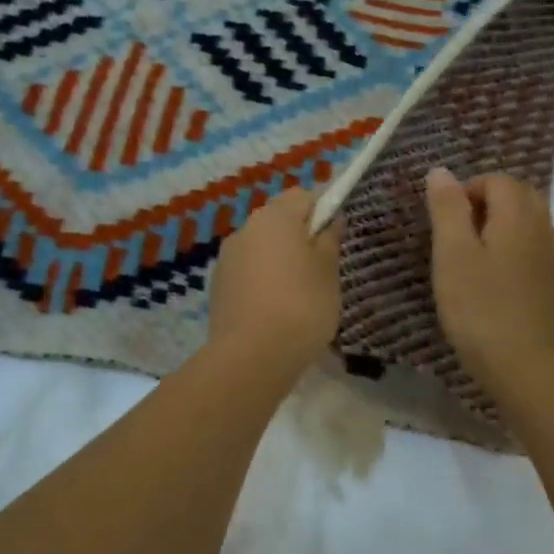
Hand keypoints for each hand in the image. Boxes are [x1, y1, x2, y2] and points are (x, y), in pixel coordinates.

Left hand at [206, 186, 342, 373]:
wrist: (251, 357)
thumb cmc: (301, 305)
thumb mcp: (328, 271)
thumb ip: (330, 239)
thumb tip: (330, 219)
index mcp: (274, 217)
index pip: (302, 196)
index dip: (322, 209)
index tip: (336, 236)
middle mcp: (245, 229)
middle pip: (278, 220)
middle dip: (299, 236)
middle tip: (322, 268)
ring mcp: (227, 259)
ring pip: (261, 248)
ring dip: (279, 260)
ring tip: (299, 294)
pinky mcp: (218, 287)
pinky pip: (248, 273)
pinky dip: (263, 282)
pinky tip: (276, 310)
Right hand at [424, 167, 553, 403]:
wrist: (526, 367)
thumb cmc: (480, 307)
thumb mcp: (452, 254)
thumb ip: (447, 209)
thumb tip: (442, 171)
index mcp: (518, 216)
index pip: (497, 180)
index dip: (467, 191)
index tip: (444, 224)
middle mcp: (542, 228)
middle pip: (518, 195)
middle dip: (485, 203)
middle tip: (456, 236)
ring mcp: (551, 257)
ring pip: (527, 222)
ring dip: (497, 227)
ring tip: (468, 259)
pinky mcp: (552, 283)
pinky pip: (531, 247)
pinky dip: (510, 249)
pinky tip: (490, 281)